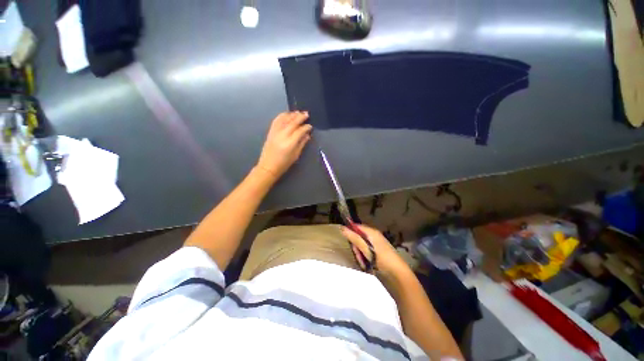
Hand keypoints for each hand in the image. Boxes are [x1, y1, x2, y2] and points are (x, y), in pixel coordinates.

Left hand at [257, 111, 311, 178]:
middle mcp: (282, 135)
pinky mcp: (270, 132)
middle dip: (300, 117)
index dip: (306, 127)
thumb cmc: (284, 164)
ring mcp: (275, 132)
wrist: (268, 166)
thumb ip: (302, 144)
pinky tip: (287, 114)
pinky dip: (282, 116)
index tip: (310, 126)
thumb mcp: (296, 155)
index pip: (300, 131)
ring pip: (284, 119)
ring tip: (298, 112)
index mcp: (290, 143)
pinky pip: (276, 120)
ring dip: (292, 115)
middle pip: (293, 122)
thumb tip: (307, 135)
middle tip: (306, 114)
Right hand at [341, 224, 408, 274]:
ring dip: (359, 254)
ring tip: (363, 262)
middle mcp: (374, 237)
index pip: (357, 226)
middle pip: (358, 237)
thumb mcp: (366, 248)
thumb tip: (342, 228)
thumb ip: (354, 238)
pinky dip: (364, 258)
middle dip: (356, 247)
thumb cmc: (382, 259)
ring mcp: (375, 246)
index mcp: (372, 232)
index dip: (350, 232)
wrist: (398, 275)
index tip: (346, 240)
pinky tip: (366, 265)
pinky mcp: (376, 254)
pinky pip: (365, 253)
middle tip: (358, 255)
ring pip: (361, 247)